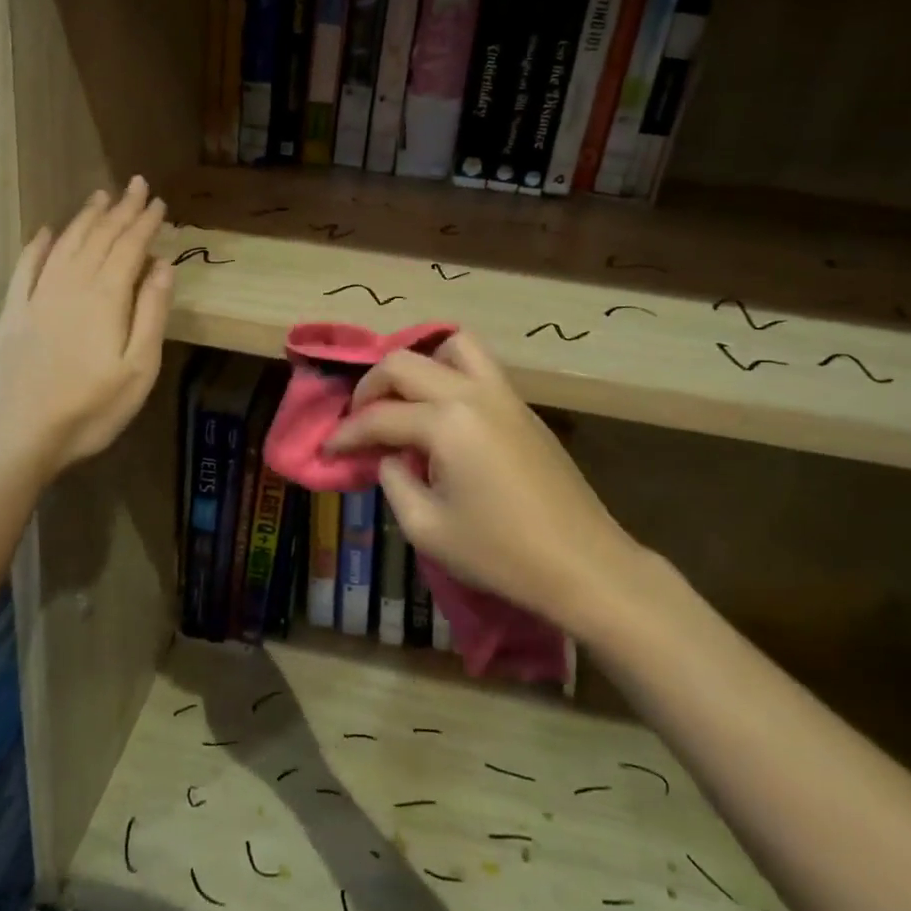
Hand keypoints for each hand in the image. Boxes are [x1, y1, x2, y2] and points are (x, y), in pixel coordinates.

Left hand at [0, 177, 173, 478]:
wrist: (21, 433)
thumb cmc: (91, 408)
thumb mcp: (139, 368)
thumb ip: (152, 313)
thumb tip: (163, 266)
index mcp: (107, 297)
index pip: (130, 247)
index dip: (145, 222)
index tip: (158, 201)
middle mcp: (72, 284)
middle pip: (100, 237)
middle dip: (120, 209)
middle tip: (136, 184)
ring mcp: (39, 295)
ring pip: (67, 244)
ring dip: (86, 218)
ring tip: (100, 196)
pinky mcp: (15, 311)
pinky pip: (28, 266)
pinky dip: (40, 245)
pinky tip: (48, 231)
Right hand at [322, 332, 640, 627]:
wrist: (584, 565)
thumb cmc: (501, 554)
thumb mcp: (427, 528)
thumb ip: (394, 481)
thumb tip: (389, 456)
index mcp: (447, 423)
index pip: (379, 416)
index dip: (346, 434)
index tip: (327, 451)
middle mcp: (473, 394)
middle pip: (405, 363)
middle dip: (371, 386)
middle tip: (359, 419)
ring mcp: (504, 396)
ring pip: (453, 346)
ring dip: (419, 364)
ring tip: (403, 398)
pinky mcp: (523, 408)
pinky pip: (479, 368)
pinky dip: (449, 374)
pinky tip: (440, 414)